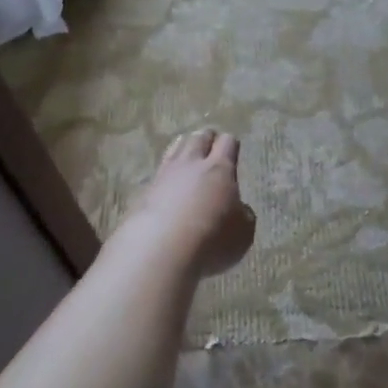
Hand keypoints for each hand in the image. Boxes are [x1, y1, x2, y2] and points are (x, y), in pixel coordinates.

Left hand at [121, 128, 255, 277]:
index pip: (227, 142)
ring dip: (183, 147)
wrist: (160, 250)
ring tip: (187, 154)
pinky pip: (158, 172)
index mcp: (220, 169)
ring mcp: (164, 175)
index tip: (233, 149)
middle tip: (211, 146)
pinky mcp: (144, 192)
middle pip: (199, 138)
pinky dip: (165, 174)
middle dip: (206, 139)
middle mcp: (192, 164)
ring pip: (175, 148)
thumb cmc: (212, 239)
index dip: (231, 144)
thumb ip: (243, 215)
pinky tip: (167, 184)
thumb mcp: (243, 232)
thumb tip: (238, 209)